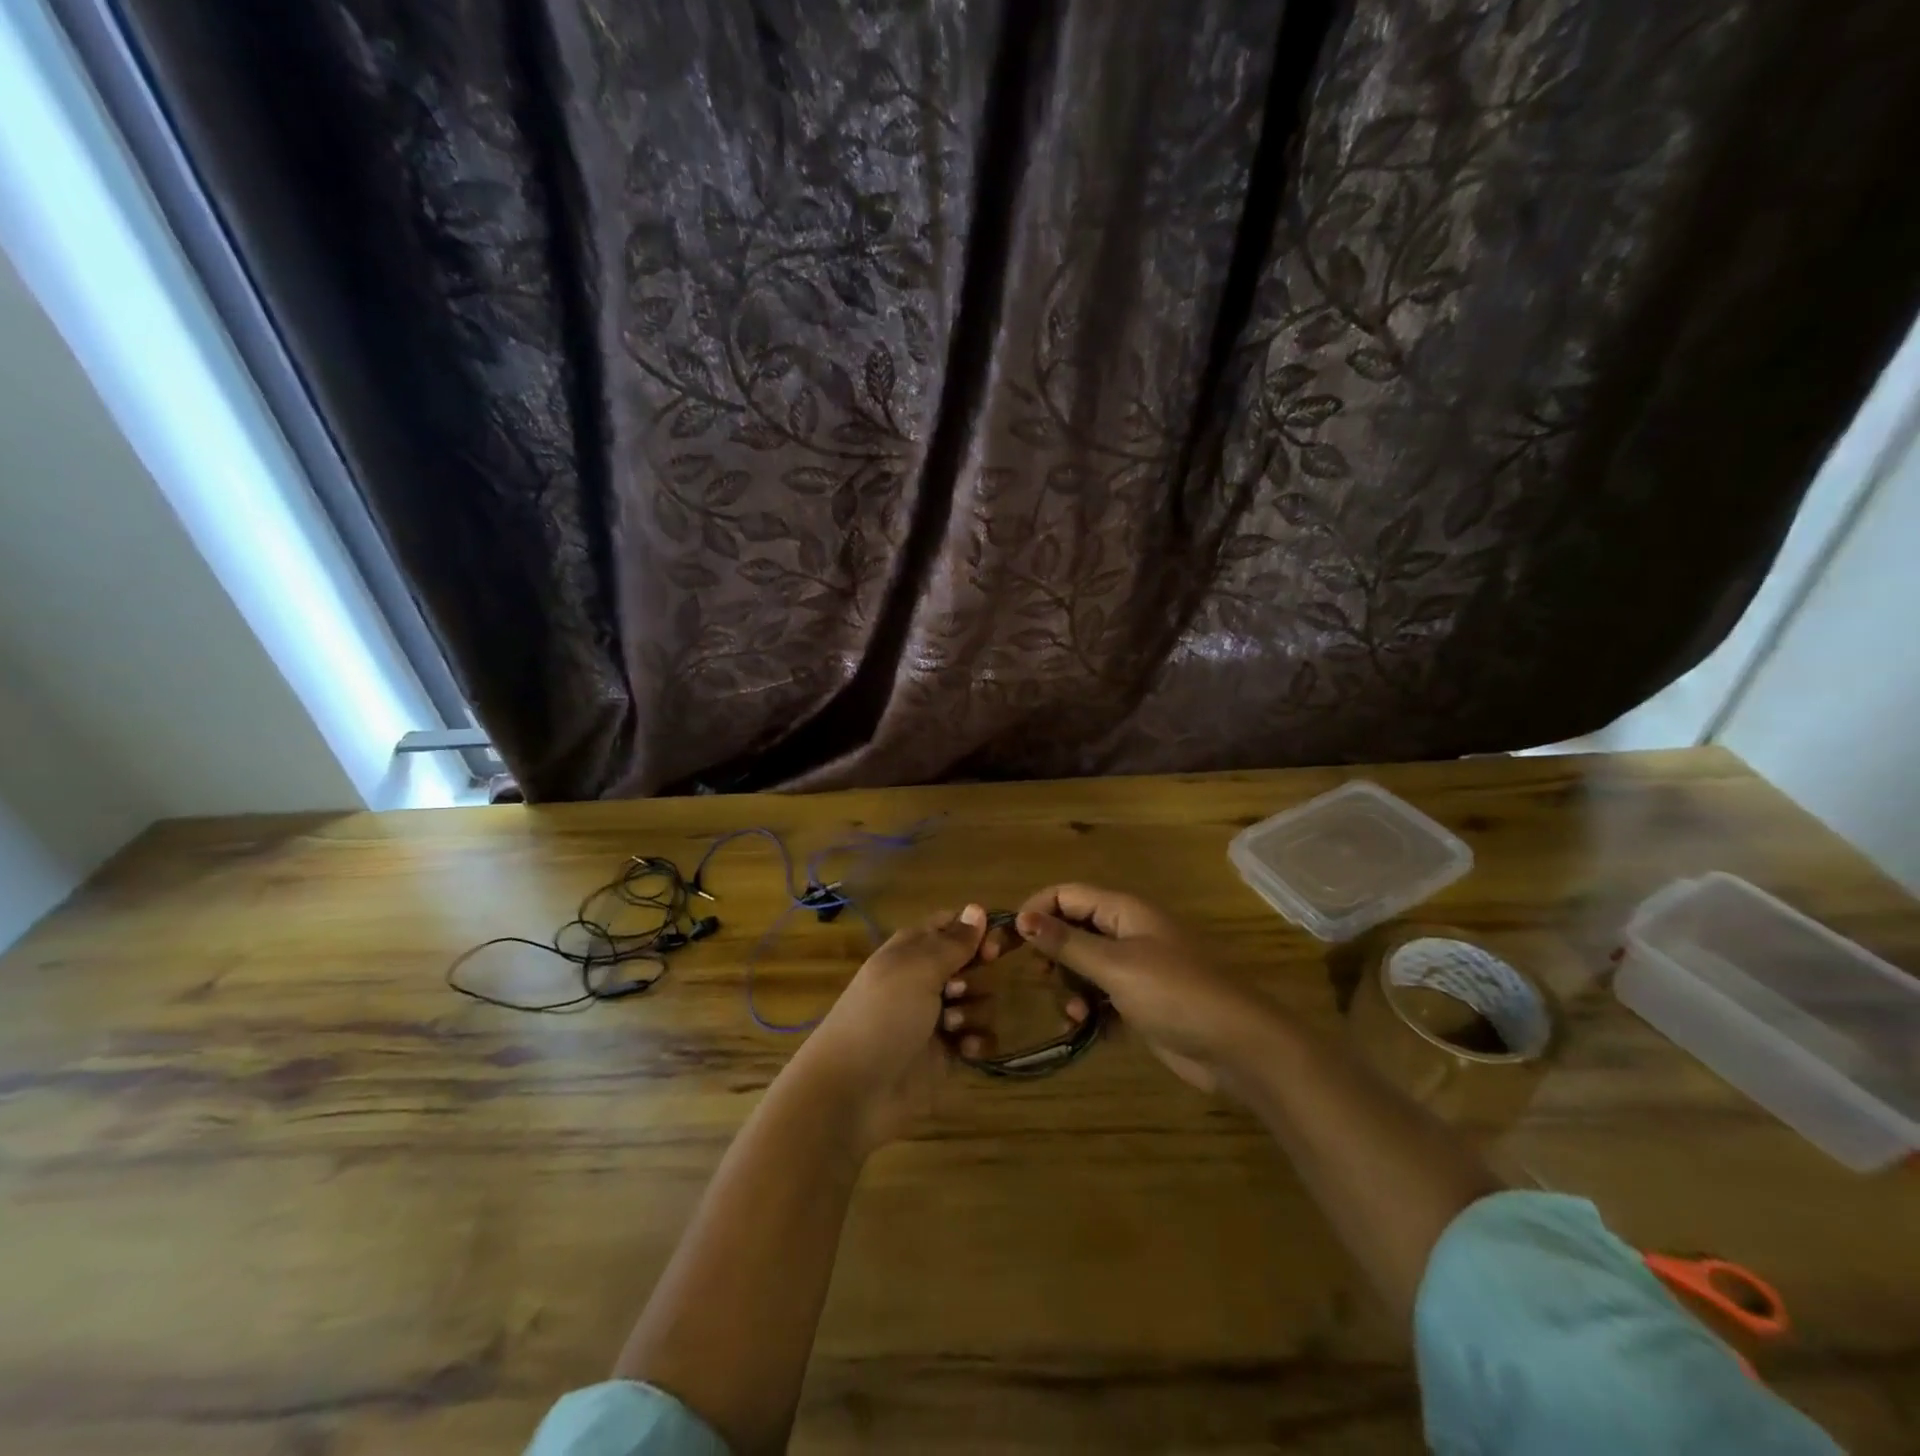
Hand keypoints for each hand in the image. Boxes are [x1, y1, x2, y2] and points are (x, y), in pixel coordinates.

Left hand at [788, 904, 990, 1155]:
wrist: (853, 1091)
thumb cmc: (882, 1016)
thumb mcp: (916, 969)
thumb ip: (953, 941)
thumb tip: (978, 908)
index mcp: (913, 949)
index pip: (954, 925)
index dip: (977, 931)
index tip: (991, 946)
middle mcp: (927, 978)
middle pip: (974, 962)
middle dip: (976, 975)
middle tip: (955, 989)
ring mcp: (939, 1017)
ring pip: (981, 999)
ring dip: (973, 1011)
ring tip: (949, 1027)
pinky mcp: (949, 1054)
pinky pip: (980, 1037)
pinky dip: (977, 1041)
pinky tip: (964, 1051)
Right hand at [1013, 884, 1279, 1093]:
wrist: (1237, 1046)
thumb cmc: (1174, 993)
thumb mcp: (1115, 965)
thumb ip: (1067, 942)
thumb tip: (1023, 918)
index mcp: (1124, 910)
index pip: (1067, 894)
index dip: (1037, 910)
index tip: (1011, 940)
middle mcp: (1128, 932)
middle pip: (1074, 929)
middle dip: (1053, 953)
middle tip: (1042, 978)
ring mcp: (1136, 967)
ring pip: (1085, 966)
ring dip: (1071, 987)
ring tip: (1074, 1012)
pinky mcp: (1141, 1001)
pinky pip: (1101, 996)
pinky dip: (1090, 1009)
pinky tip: (1088, 1029)